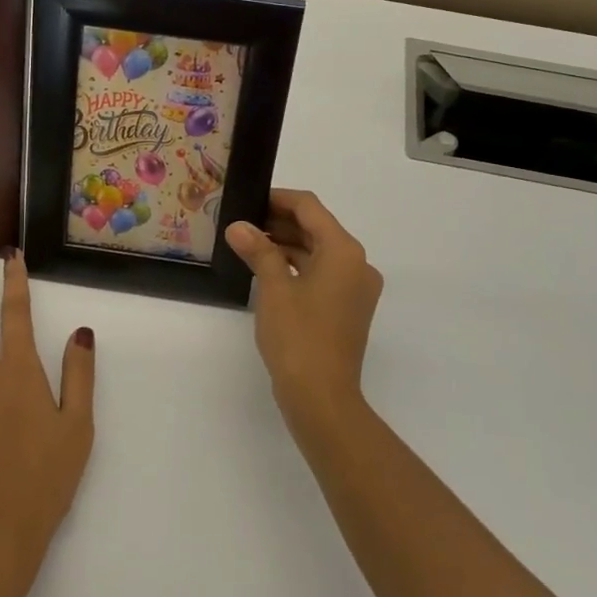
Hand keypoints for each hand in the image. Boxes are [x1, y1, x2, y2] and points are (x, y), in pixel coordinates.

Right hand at [224, 189, 383, 426]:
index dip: (278, 199)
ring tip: (249, 244)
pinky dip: (297, 266)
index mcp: (344, 251)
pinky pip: (323, 274)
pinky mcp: (348, 308)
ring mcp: (356, 288)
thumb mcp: (273, 289)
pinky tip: (268, 269)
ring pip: (319, 252)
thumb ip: (259, 250)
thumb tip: (239, 227)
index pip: (310, 208)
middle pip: (317, 228)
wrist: (322, 398)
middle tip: (243, 222)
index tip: (249, 199)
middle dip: (280, 222)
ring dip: (287, 244)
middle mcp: (357, 264)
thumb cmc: (298, 337)